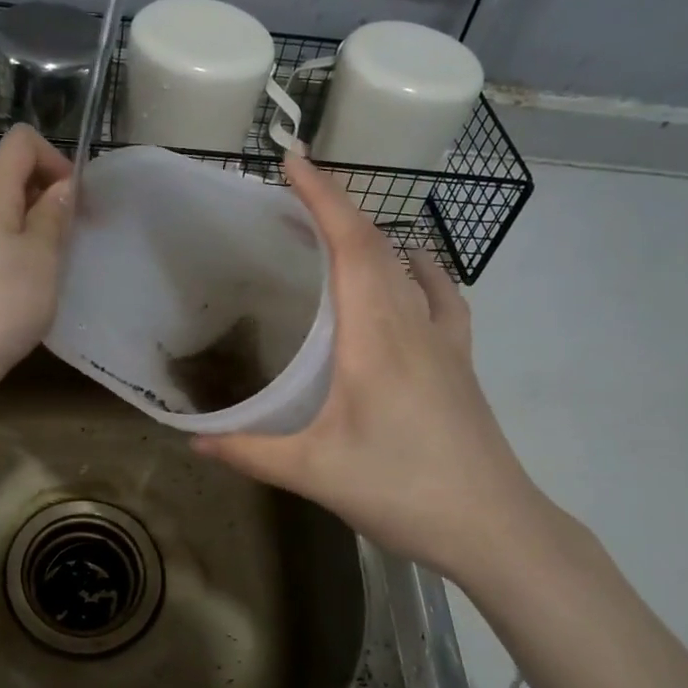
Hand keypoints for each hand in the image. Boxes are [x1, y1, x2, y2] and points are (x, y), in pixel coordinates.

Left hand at [0, 125, 73, 392]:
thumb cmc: (4, 301)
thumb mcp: (41, 255)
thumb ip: (53, 215)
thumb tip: (64, 185)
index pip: (21, 142)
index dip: (55, 157)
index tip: (76, 197)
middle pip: (18, 173)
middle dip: (54, 190)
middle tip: (78, 229)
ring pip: (16, 209)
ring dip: (46, 222)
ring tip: (65, 256)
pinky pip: (10, 238)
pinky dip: (33, 246)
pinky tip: (45, 276)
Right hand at [194, 155, 555, 585]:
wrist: (495, 527)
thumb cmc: (402, 492)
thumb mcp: (315, 472)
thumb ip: (250, 452)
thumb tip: (193, 442)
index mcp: (375, 339)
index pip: (350, 248)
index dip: (323, 198)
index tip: (294, 161)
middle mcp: (412, 325)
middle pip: (377, 246)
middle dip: (336, 206)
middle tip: (295, 188)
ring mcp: (444, 341)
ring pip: (408, 267)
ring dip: (372, 235)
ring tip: (336, 228)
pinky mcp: (460, 361)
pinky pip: (441, 298)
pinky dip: (421, 271)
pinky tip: (415, 270)